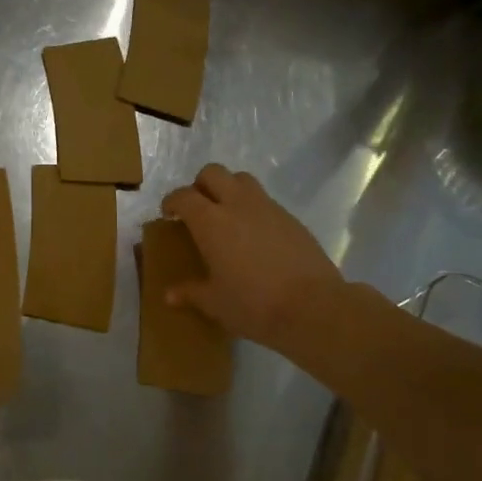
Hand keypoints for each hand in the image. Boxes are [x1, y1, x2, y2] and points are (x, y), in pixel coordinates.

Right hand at [160, 164, 345, 358]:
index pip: (183, 196)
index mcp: (211, 222)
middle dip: (200, 185)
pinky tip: (254, 236)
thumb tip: (169, 295)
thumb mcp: (215, 303)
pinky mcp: (291, 218)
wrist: (313, 306)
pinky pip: (265, 200)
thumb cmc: (253, 304)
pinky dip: (252, 208)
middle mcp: (237, 205)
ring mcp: (268, 208)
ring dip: (228, 189)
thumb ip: (191, 293)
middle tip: (197, 210)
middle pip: (213, 173)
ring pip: (242, 179)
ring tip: (226, 217)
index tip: (168, 216)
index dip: (171, 202)